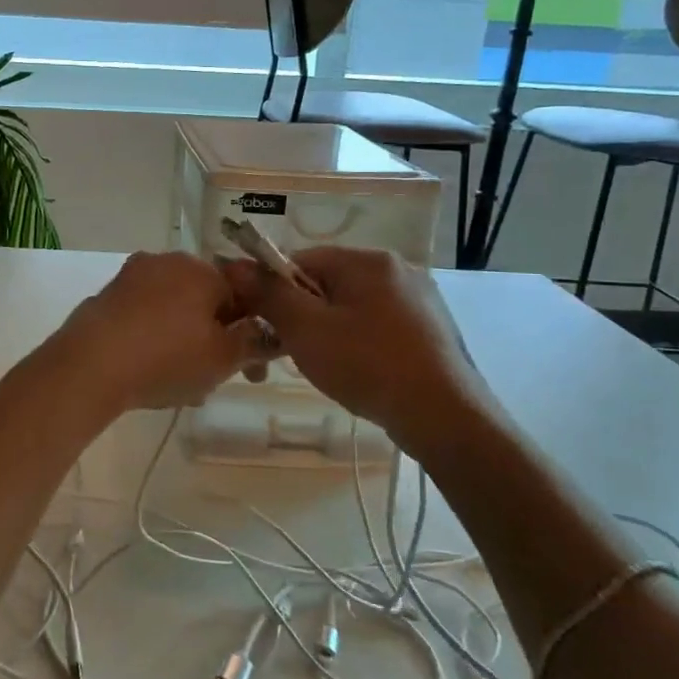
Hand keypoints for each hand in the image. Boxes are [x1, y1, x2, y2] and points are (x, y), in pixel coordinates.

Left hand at [55, 251, 267, 411]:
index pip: (243, 296)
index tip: (252, 371)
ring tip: (182, 385)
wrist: (89, 365)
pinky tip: (150, 372)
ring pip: (174, 311)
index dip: (252, 335)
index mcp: (201, 269)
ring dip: (185, 342)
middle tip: (215, 379)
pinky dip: (154, 339)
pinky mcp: (106, 297)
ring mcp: (132, 277)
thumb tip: (270, 333)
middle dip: (216, 338)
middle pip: (205, 302)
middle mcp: (166, 262)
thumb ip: (254, 343)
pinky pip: (144, 317)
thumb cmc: (166, 358)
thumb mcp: (223, 359)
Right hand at [223, 246, 487, 436]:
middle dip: (303, 315)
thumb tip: (233, 264)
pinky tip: (360, 374)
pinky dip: (360, 345)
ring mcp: (420, 301)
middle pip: (328, 284)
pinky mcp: (432, 331)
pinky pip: (379, 327)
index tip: (266, 326)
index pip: (301, 260)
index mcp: (368, 260)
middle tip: (293, 353)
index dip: (275, 291)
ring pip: (353, 308)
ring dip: (329, 332)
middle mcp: (398, 270)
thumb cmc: (368, 365)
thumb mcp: (306, 329)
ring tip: (327, 369)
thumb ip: (268, 294)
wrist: (445, 418)